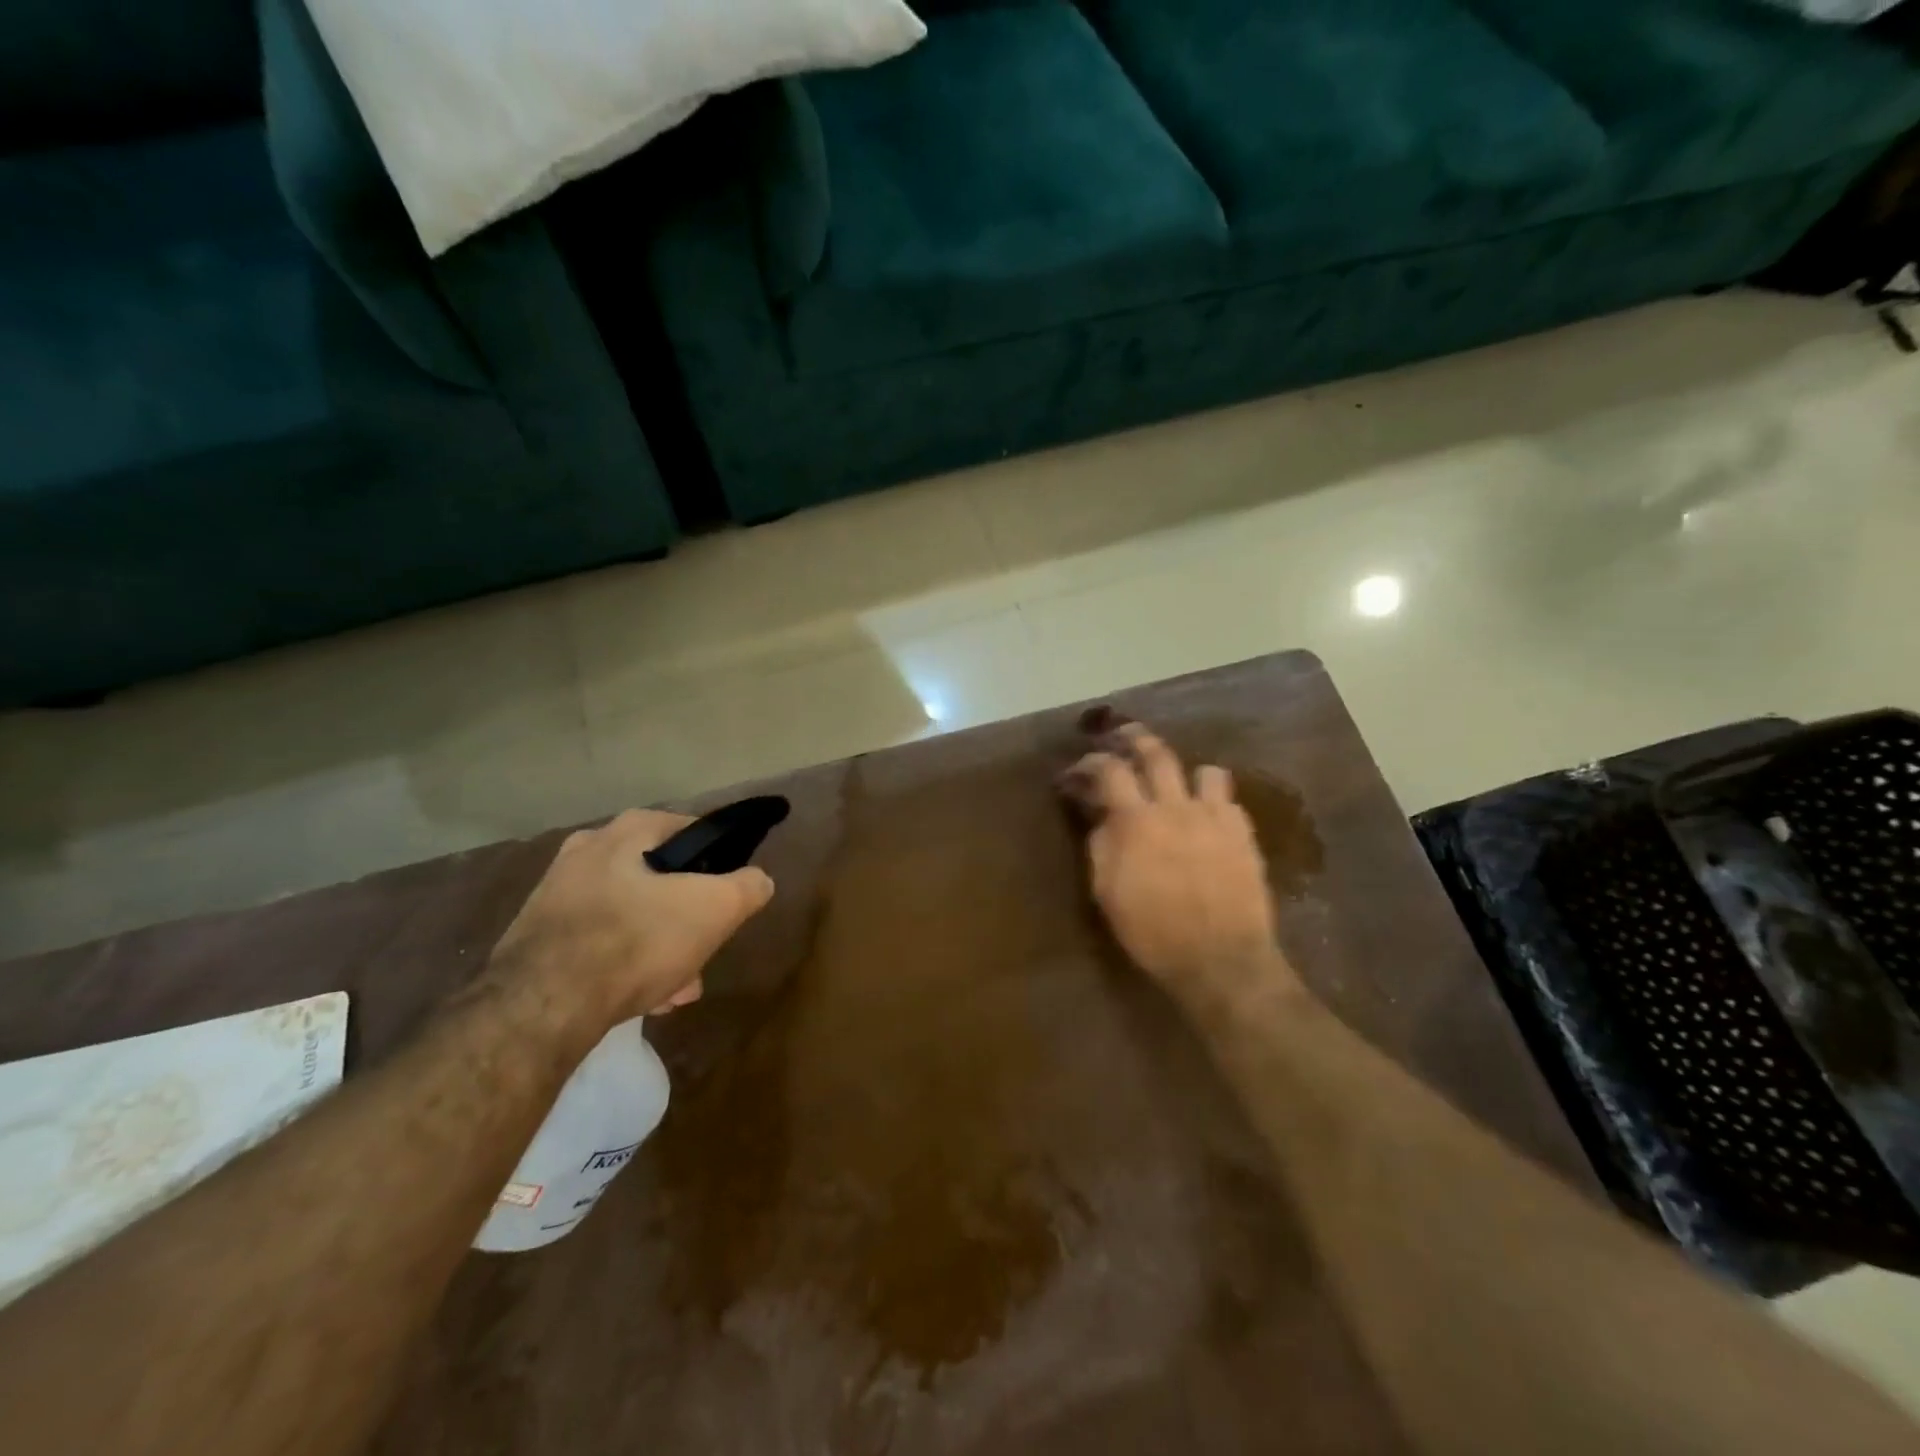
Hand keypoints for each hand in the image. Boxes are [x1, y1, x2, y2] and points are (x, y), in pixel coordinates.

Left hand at [491, 809, 774, 1022]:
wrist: (541, 1005)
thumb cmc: (638, 939)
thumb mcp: (717, 908)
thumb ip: (748, 886)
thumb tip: (757, 880)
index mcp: (630, 829)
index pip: (694, 832)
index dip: (721, 866)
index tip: (730, 902)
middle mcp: (588, 849)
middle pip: (662, 880)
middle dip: (688, 920)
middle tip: (703, 954)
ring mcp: (556, 892)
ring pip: (631, 914)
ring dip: (660, 947)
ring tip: (676, 989)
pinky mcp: (536, 934)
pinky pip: (598, 941)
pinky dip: (622, 963)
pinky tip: (639, 997)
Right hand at [1062, 722, 1289, 997]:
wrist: (1220, 960)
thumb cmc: (1153, 932)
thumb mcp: (1107, 893)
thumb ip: (1102, 845)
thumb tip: (1102, 817)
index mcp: (1136, 821)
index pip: (1109, 771)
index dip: (1089, 763)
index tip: (1078, 771)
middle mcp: (1176, 807)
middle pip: (1157, 753)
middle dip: (1135, 738)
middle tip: (1123, 735)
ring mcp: (1215, 817)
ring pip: (1203, 770)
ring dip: (1185, 773)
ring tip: (1177, 784)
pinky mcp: (1243, 834)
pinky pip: (1229, 800)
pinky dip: (1213, 802)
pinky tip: (1207, 819)